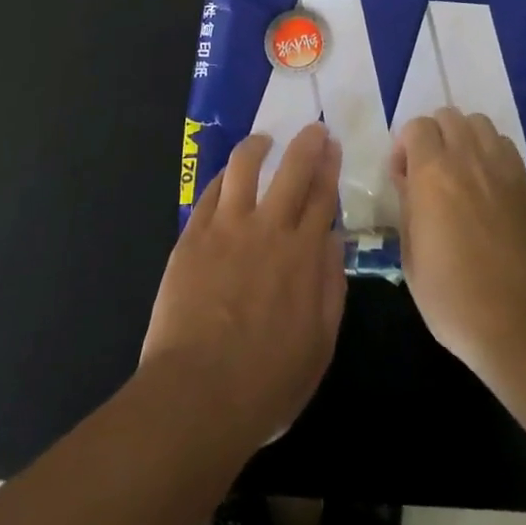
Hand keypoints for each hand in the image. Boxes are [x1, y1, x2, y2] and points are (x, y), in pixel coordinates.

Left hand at [142, 123, 346, 450]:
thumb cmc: (266, 382)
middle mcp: (269, 229)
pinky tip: (226, 176)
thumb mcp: (319, 344)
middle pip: (292, 170)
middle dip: (306, 143)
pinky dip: (222, 178)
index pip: (322, 196)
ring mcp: (226, 228)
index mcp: (304, 254)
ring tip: (263, 140)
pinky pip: (208, 193)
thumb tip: (333, 240)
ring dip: (257, 147)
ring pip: (244, 168)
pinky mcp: (192, 237)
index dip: (329, 167)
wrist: (197, 394)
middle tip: (312, 129)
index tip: (333, 146)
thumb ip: (330, 286)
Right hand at [390, 107, 525, 380]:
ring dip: (463, 137)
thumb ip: (407, 206)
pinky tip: (486, 183)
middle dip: (433, 135)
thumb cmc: (453, 297)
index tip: (403, 176)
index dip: (404, 146)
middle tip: (429, 170)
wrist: (521, 322)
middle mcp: (468, 159)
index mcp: (432, 173)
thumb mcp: (411, 256)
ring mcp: (502, 167)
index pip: (416, 127)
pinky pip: (504, 145)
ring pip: (479, 123)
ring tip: (460, 170)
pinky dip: (490, 151)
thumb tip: (408, 180)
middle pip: (448, 115)